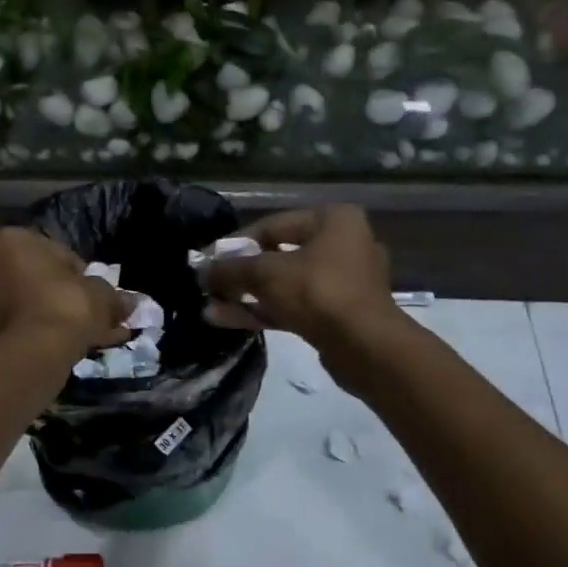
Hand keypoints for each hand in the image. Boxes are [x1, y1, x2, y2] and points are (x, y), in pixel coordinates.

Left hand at [0, 227, 130, 358]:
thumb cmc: (67, 305)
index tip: (96, 292)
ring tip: (87, 335)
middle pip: (38, 278)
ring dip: (56, 316)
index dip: (81, 273)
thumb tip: (131, 303)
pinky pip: (24, 326)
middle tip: (91, 313)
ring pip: (30, 304)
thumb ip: (114, 296)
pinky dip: (44, 333)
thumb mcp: (101, 295)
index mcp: (12, 240)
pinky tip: (71, 347)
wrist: (35, 352)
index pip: (57, 252)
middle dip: (64, 295)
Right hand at [199, 206, 401, 351]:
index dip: (236, 243)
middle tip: (210, 285)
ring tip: (211, 306)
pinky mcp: (338, 314)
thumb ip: (231, 269)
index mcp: (334, 220)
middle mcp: (343, 244)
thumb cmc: (318, 292)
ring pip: (285, 285)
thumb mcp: (266, 274)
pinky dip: (264, 311)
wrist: (365, 346)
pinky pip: (294, 306)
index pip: (272, 225)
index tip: (208, 260)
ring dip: (247, 296)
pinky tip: (227, 319)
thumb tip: (202, 271)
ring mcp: (343, 282)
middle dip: (240, 274)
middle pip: (278, 255)